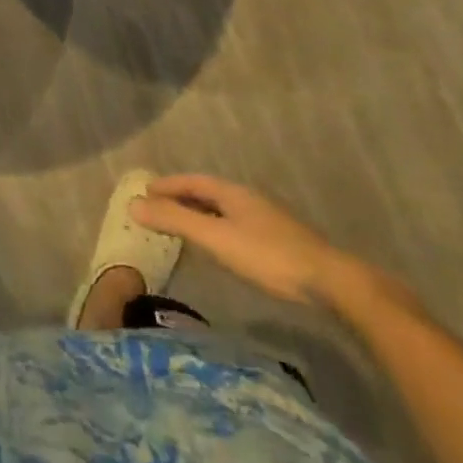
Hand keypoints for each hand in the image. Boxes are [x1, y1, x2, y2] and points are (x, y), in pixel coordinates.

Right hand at [132, 175, 352, 304]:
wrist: (329, 281)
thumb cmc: (267, 256)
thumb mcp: (216, 239)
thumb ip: (176, 221)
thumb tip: (133, 205)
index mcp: (232, 191)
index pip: (192, 181)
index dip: (168, 185)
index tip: (145, 190)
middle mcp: (247, 198)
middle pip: (207, 192)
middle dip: (181, 197)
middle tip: (157, 207)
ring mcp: (265, 218)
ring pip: (222, 209)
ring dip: (199, 213)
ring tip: (181, 225)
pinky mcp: (277, 239)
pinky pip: (234, 224)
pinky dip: (215, 227)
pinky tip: (218, 245)